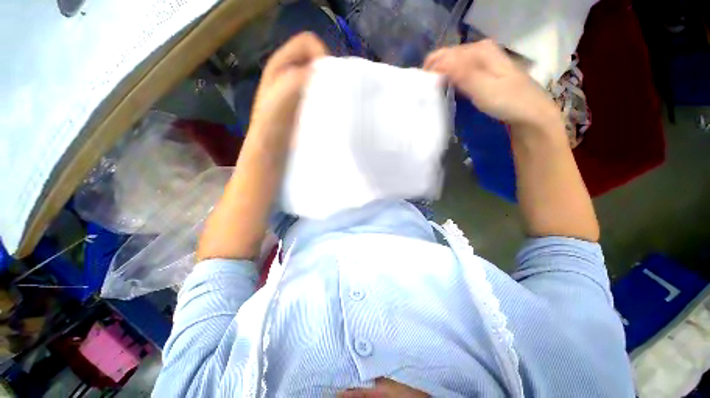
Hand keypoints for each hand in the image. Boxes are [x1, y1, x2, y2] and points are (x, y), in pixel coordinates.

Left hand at [249, 32, 328, 144]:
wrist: (271, 148)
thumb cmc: (273, 124)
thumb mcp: (282, 96)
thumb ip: (300, 78)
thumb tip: (325, 72)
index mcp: (281, 63)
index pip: (308, 43)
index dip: (322, 55)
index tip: (331, 78)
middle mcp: (289, 72)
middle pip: (316, 61)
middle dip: (327, 74)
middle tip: (332, 93)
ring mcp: (296, 89)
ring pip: (319, 78)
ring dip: (328, 88)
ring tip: (330, 104)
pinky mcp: (304, 104)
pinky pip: (319, 94)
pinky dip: (326, 99)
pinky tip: (326, 111)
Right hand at [424, 39, 560, 128]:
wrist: (530, 114)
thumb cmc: (509, 102)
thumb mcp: (485, 89)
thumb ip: (462, 75)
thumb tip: (437, 65)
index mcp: (480, 50)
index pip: (445, 55)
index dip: (430, 70)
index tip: (420, 90)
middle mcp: (479, 51)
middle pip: (447, 57)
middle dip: (432, 72)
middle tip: (422, 92)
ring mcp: (480, 62)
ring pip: (451, 65)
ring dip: (438, 76)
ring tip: (428, 93)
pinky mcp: (480, 74)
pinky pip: (457, 73)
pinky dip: (447, 80)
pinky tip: (442, 91)